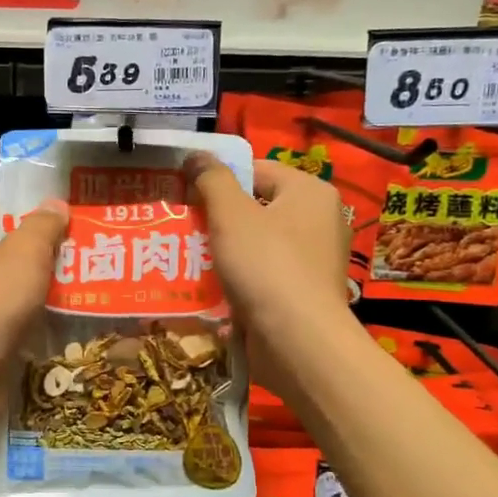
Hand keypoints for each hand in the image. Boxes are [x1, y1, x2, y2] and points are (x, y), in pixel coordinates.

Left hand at [0, 201, 69, 399]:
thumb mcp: (25, 255)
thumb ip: (43, 225)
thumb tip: (56, 204)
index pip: (5, 214)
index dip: (41, 222)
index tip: (76, 234)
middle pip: (9, 250)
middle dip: (46, 259)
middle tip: (86, 263)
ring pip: (10, 286)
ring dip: (41, 291)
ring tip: (81, 292)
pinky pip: (6, 316)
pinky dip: (29, 318)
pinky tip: (58, 323)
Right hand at [184, 155, 355, 396]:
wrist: (297, 342)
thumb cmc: (267, 266)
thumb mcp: (232, 214)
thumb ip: (212, 179)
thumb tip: (196, 154)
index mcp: (310, 192)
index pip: (257, 170)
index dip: (218, 178)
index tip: (184, 194)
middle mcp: (318, 222)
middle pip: (255, 208)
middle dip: (216, 218)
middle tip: (179, 226)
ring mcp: (312, 261)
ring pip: (254, 245)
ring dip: (221, 251)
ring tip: (183, 257)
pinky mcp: (301, 294)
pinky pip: (260, 275)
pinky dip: (235, 278)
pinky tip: (205, 287)